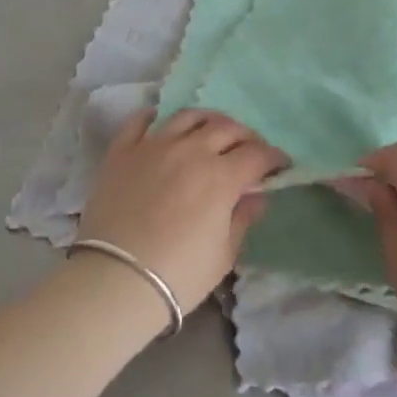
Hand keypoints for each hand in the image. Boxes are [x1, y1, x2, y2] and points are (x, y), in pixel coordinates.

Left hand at [76, 110, 284, 315]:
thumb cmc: (178, 274)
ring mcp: (153, 146)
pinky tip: (160, 122)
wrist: (115, 280)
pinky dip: (154, 117)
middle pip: (226, 128)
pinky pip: (140, 122)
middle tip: (250, 150)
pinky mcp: (122, 151)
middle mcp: (190, 150)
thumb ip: (242, 218)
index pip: (257, 155)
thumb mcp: (223, 254)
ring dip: (207, 121)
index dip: (274, 158)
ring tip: (211, 132)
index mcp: (221, 176)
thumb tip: (255, 196)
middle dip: (246, 136)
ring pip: (187, 116)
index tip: (281, 165)